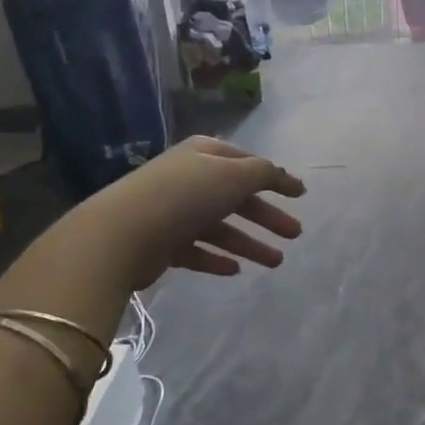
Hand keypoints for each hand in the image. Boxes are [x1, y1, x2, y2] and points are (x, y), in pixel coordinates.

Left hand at [90, 135, 305, 289]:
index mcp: (204, 154)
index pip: (247, 163)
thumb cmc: (186, 195)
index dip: (275, 178)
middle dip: (268, 216)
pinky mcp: (162, 244)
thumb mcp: (235, 175)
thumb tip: (281, 175)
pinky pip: (197, 251)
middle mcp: (189, 179)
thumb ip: (264, 173)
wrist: (123, 234)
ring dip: (249, 243)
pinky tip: (235, 270)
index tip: (301, 195)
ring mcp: (174, 212)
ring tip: (276, 262)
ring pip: (220, 227)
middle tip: (296, 234)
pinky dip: (217, 259)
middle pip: (236, 197)